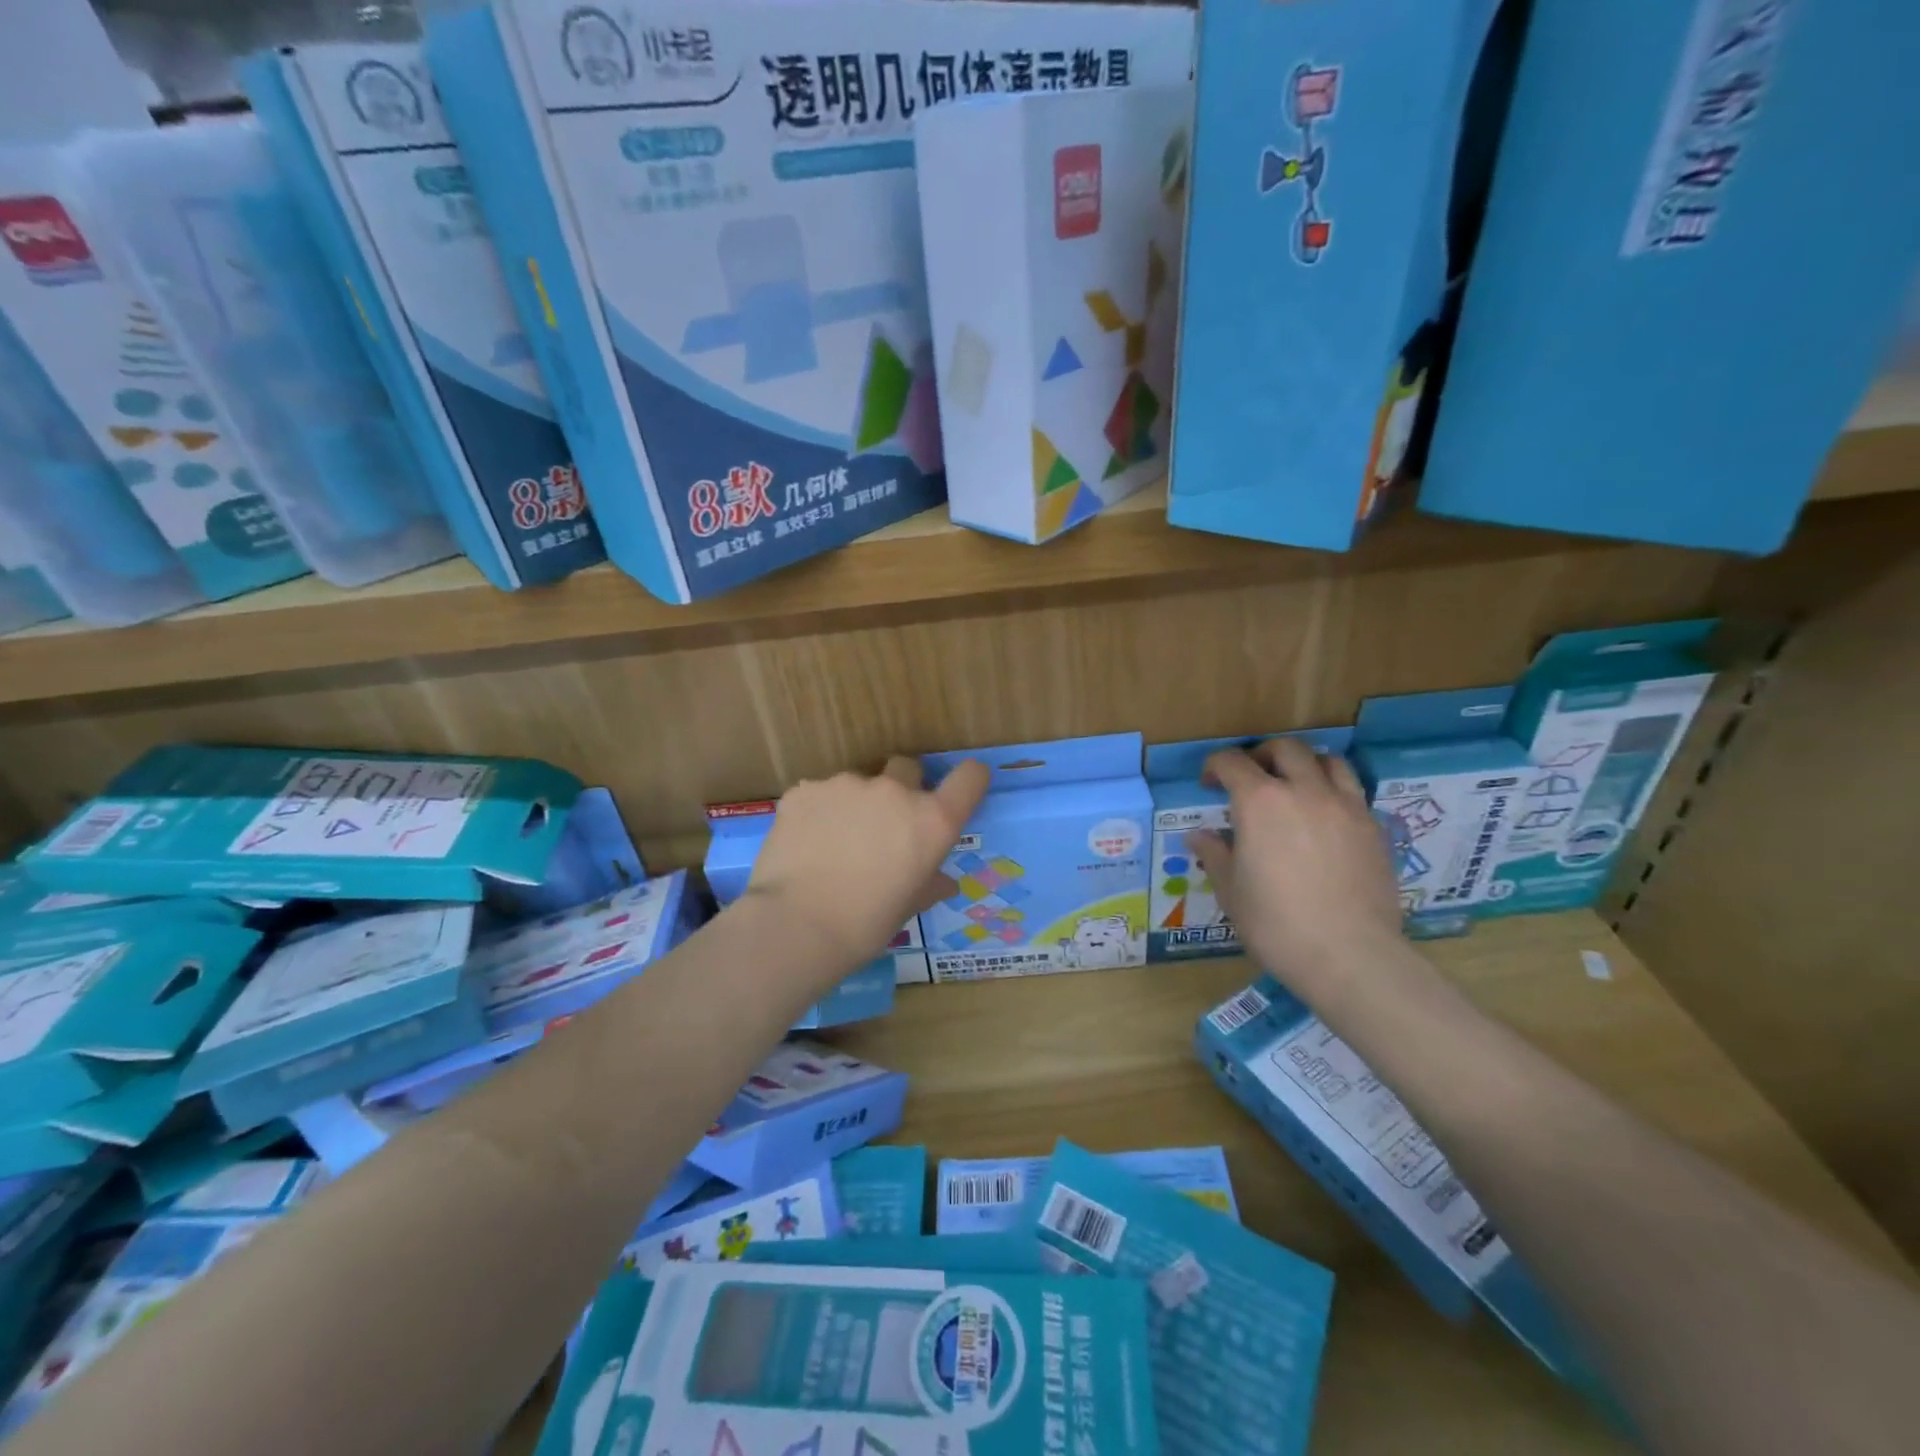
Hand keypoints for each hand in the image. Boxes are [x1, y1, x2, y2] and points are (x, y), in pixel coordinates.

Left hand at [744, 755, 989, 974]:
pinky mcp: (805, 789)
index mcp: (931, 821)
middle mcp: (894, 791)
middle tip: (883, 826)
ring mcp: (847, 784)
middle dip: (901, 788)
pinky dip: (818, 812)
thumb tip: (942, 881)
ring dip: (855, 804)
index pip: (969, 778)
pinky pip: (820, 794)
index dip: (968, 780)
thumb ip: (928, 883)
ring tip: (834, 843)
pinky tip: (805, 844)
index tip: (957, 792)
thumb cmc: (865, 924)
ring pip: (858, 783)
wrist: (796, 925)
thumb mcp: (907, 907)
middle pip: (907, 769)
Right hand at [1189, 738, 1404, 993]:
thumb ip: (1215, 855)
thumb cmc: (1276, 924)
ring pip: (1327, 761)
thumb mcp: (1231, 891)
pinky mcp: (1374, 828)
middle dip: (1262, 755)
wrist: (1350, 956)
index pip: (1232, 762)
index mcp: (1260, 802)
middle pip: (1285, 749)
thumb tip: (1199, 836)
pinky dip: (1333, 791)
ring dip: (1305, 764)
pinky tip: (1325, 818)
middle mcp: (1304, 791)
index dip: (1216, 766)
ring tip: (1295, 787)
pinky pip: (1352, 791)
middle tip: (1251, 778)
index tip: (1209, 784)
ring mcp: (1345, 806)